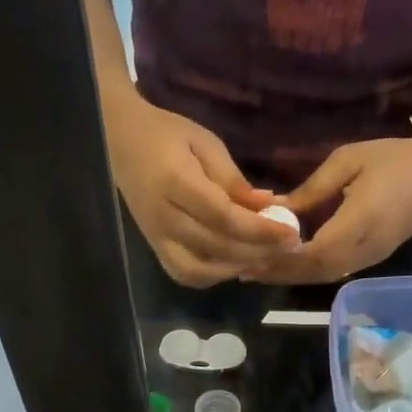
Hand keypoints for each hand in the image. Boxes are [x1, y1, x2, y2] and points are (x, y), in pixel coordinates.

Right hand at [104, 89, 299, 287]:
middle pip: (216, 246)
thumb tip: (268, 207)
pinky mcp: (155, 248)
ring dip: (237, 267)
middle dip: (258, 250)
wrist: (120, 141)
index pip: (224, 216)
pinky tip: (236, 263)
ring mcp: (156, 237)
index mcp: (176, 182)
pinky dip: (213, 275)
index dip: (260, 229)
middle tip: (289, 247)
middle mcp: (164, 216)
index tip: (291, 232)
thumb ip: (234, 179)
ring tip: (265, 256)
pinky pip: (185, 274)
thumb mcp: (206, 144)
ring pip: (200, 269)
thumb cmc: (167, 136)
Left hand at [256, 133, 411, 284]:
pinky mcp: (372, 259)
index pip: (311, 252)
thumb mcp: (347, 161)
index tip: (249, 253)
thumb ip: (311, 190)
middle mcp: (364, 249)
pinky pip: (333, 271)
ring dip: (290, 276)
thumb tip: (274, 209)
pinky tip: (287, 265)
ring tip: (257, 271)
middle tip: (243, 268)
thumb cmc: (393, 158)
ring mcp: (370, 258)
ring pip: (323, 276)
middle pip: (314, 272)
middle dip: (278, 272)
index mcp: (358, 223)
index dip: (280, 257)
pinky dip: (307, 271)